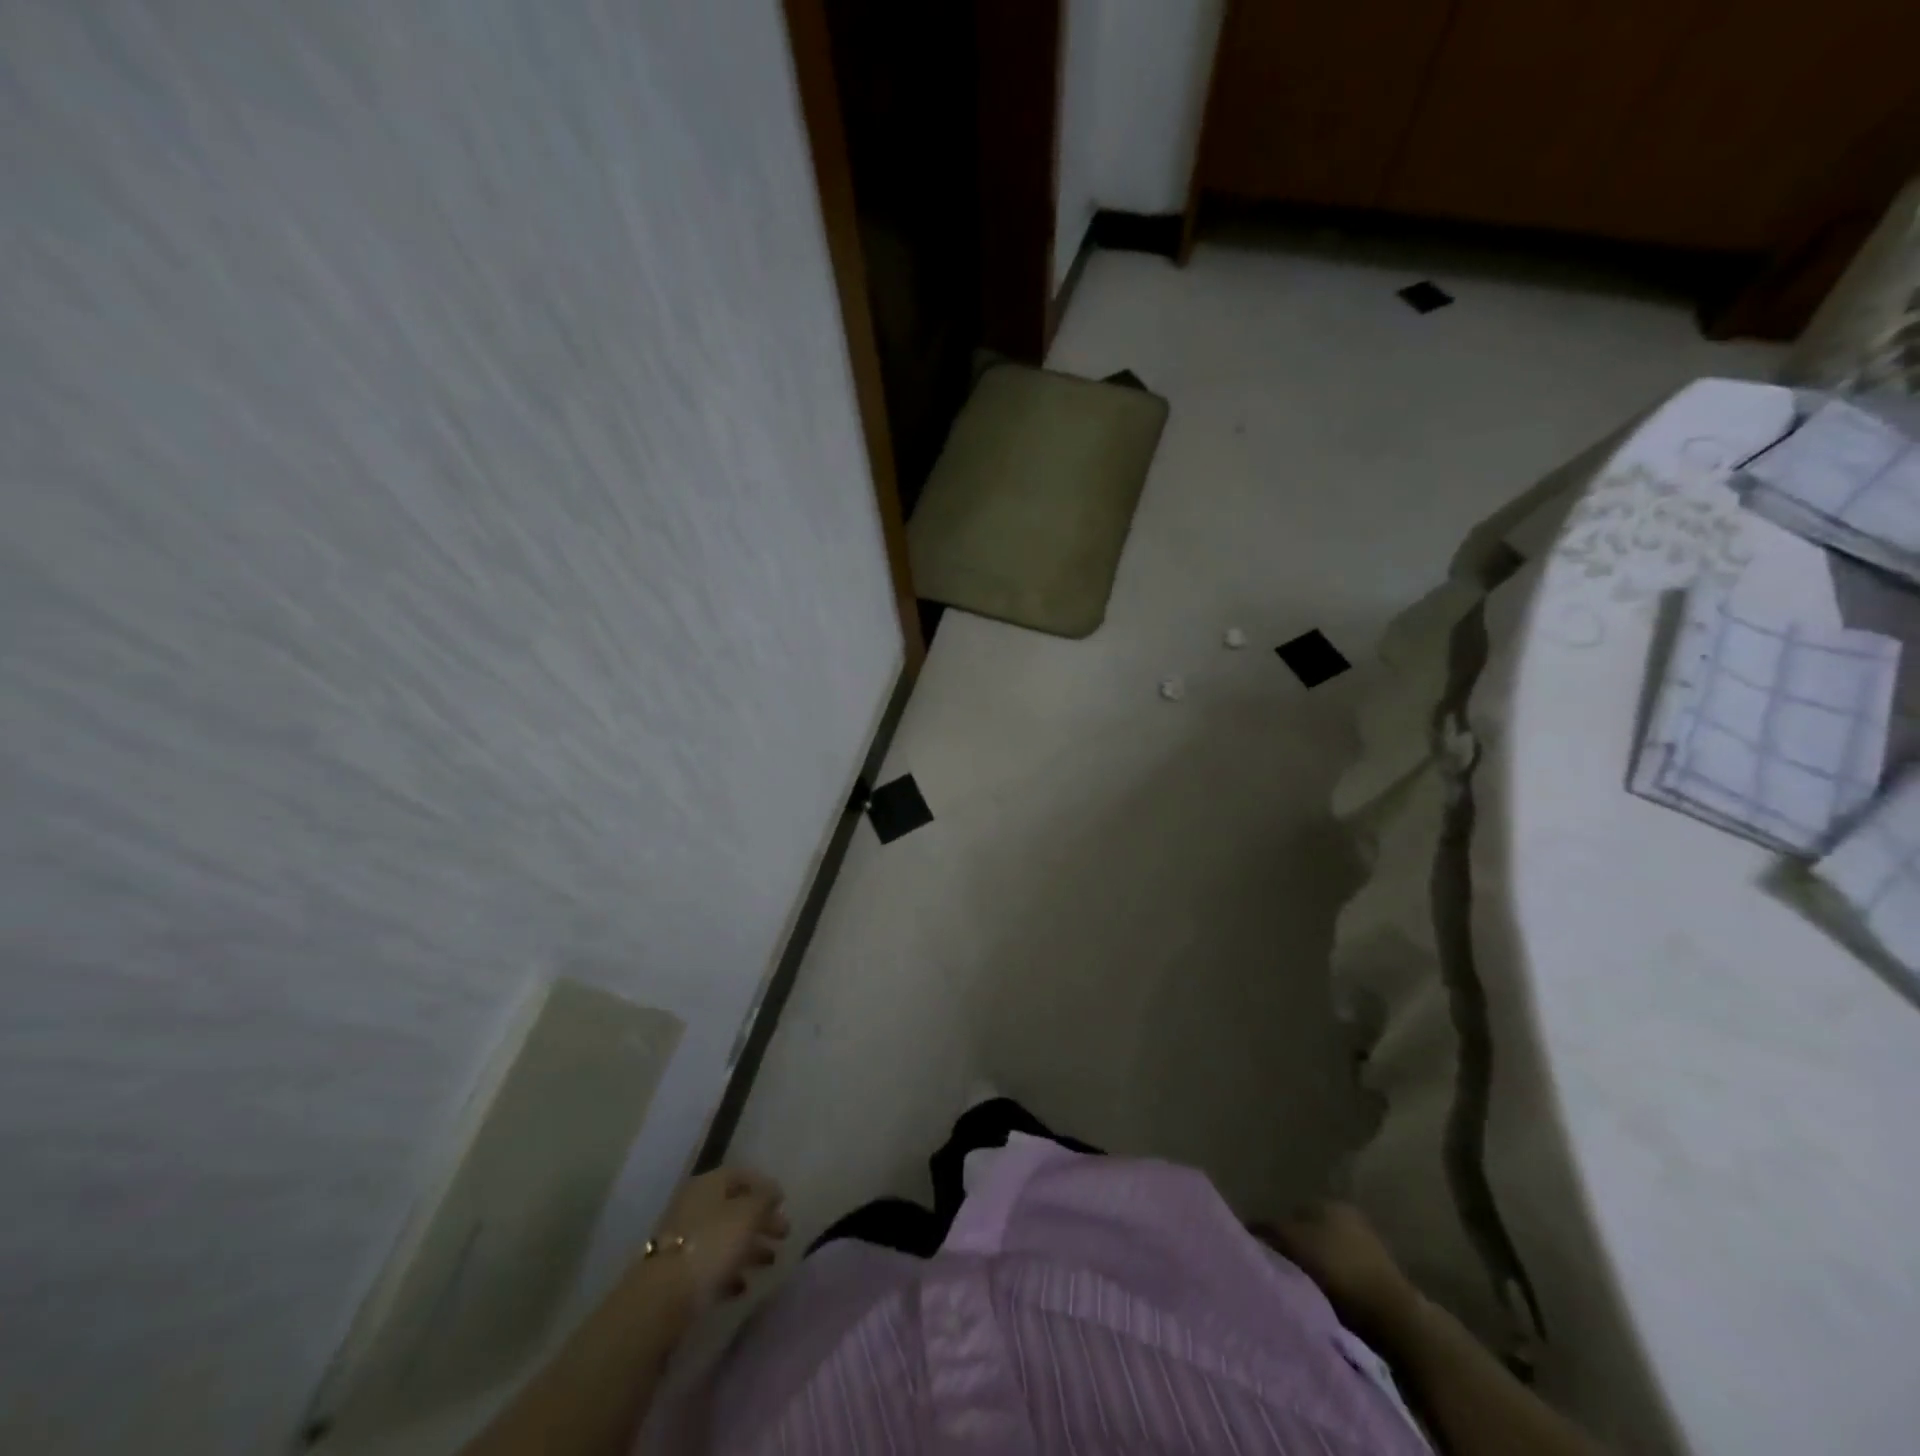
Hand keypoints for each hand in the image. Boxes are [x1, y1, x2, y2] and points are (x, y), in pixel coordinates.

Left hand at [652, 1167, 789, 1307]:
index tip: (783, 1204)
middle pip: (734, 1207)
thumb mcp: (747, 1214)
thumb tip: (773, 1192)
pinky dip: (729, 1270)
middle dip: (761, 1220)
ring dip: (749, 1247)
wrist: (663, 1297)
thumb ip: (764, 1199)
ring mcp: (684, 1239)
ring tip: (770, 1262)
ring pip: (724, 1236)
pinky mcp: (679, 1271)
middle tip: (784, 1235)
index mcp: (709, 1184)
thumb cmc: (711, 1244)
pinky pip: (710, 1263)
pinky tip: (743, 1286)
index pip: (741, 1175)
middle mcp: (695, 1205)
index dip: (765, 1186)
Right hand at [1257, 1202, 1420, 1338]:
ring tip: (1299, 1288)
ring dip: (1313, 1267)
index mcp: (1327, 1201)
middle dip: (1294, 1247)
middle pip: (1309, 1231)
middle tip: (1279, 1270)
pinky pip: (1343, 1274)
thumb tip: (1248, 1227)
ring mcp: (1368, 1246)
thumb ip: (1268, 1229)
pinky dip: (1332, 1284)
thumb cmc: (1337, 1268)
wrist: (1393, 1317)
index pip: (1290, 1211)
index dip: (1274, 1230)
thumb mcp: (1291, 1242)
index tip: (1263, 1252)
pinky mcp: (1380, 1277)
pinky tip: (1323, 1298)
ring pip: (1326, 1253)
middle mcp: (1348, 1216)